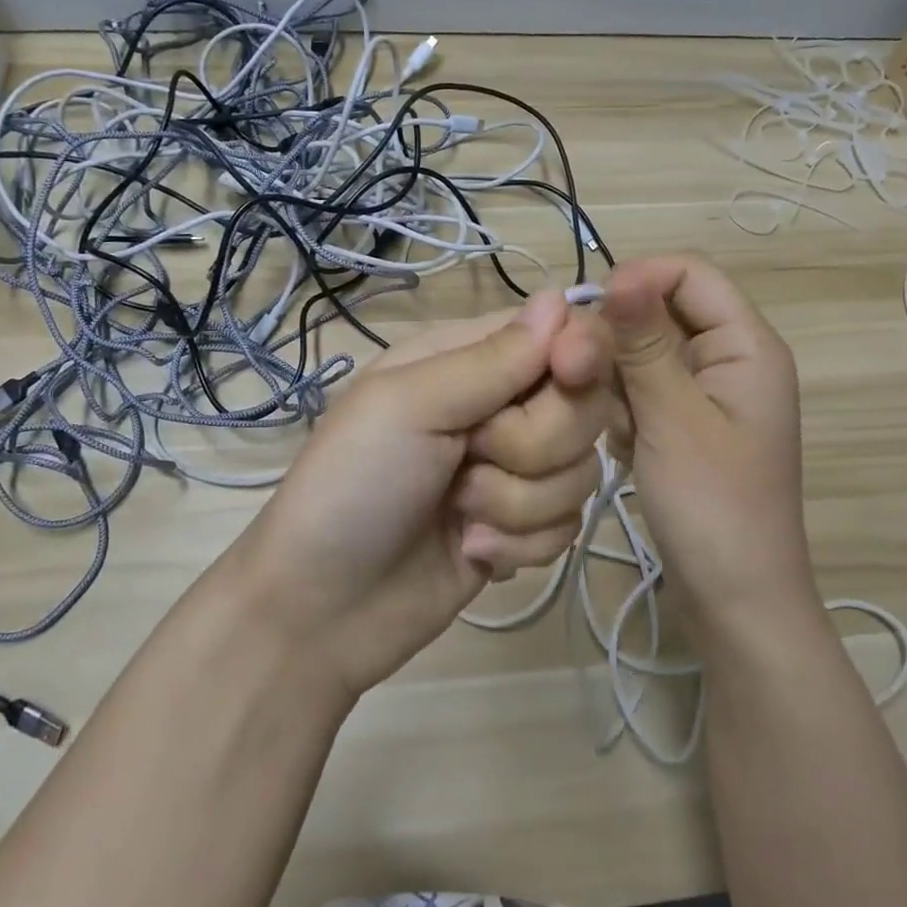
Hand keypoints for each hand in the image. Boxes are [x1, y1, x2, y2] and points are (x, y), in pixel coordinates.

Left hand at [225, 290, 613, 699]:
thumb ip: (490, 359)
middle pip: (582, 404)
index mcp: (466, 359)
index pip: (558, 332)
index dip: (579, 351)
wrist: (324, 608)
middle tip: (470, 459)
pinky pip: (568, 524)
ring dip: (518, 502)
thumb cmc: (352, 486)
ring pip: (581, 470)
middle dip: (534, 443)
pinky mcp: (523, 527)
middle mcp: (499, 406)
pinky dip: (520, 543)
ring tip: (459, 514)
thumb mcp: (408, 406)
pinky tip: (470, 550)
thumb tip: (560, 299)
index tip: (568, 375)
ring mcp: (514, 470)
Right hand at [601, 255, 813, 640]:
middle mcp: (728, 360)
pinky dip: (618, 408)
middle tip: (570, 376)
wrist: (735, 602)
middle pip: (660, 314)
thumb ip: (644, 346)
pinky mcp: (682, 426)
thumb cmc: (714, 508)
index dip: (637, 280)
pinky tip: (612, 442)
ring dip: (611, 378)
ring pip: (642, 355)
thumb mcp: (674, 420)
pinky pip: (640, 392)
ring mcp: (704, 396)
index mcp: (746, 346)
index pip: (690, 272)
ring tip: (598, 421)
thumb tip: (621, 275)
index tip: (586, 316)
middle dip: (613, 339)